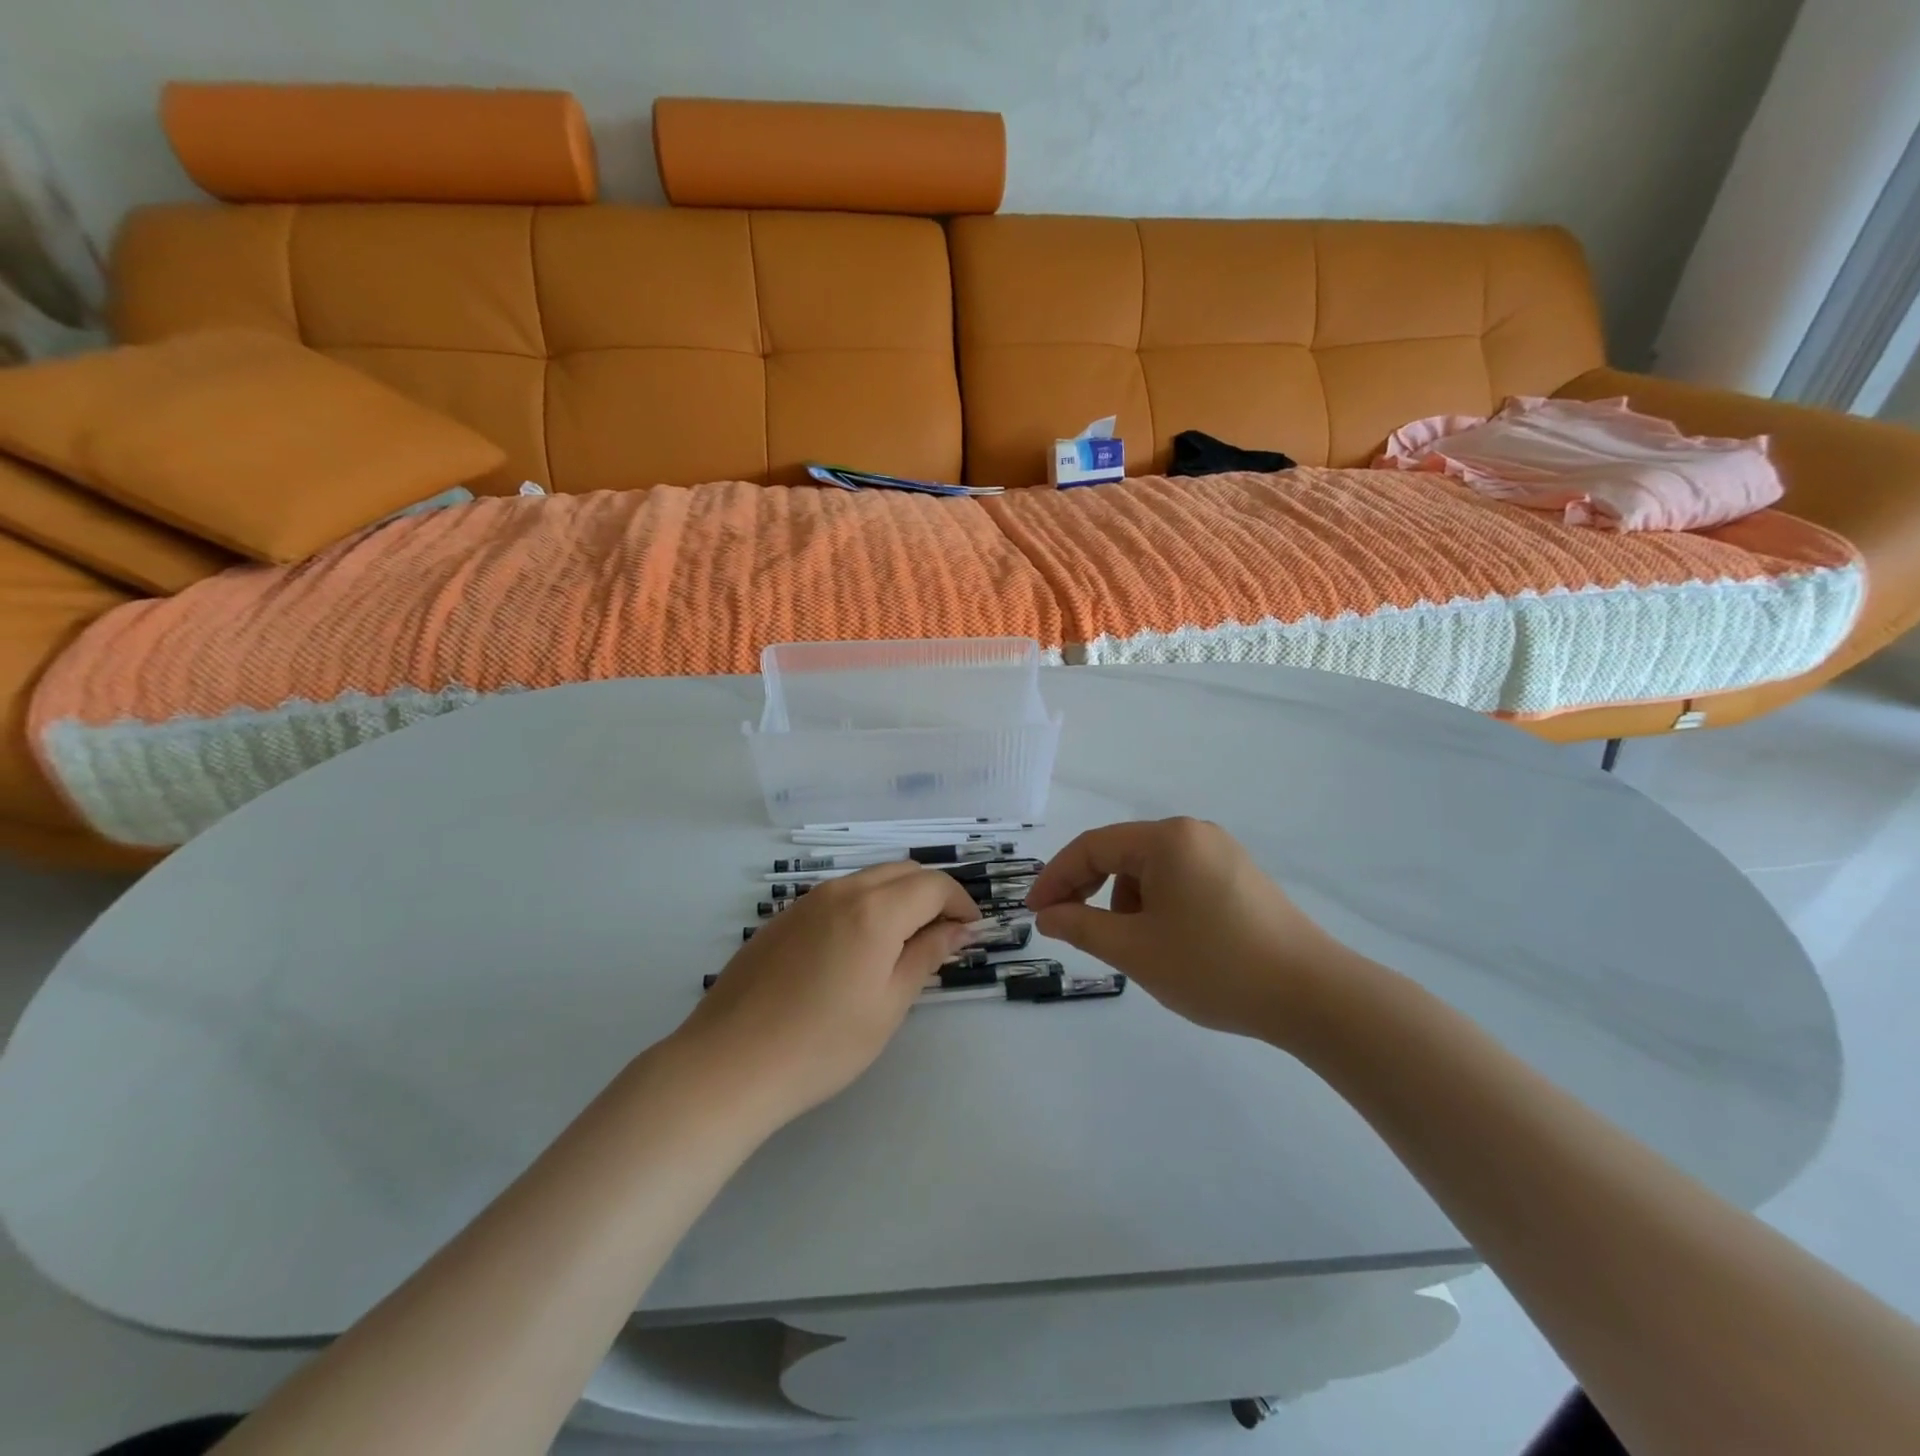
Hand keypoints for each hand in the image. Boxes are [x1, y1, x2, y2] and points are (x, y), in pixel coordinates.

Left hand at [676, 863, 979, 1126]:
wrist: (730, 1064)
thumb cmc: (822, 1044)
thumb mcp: (888, 1005)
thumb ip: (926, 956)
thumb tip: (958, 928)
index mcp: (875, 911)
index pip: (933, 885)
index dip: (960, 903)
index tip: (971, 930)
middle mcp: (842, 891)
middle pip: (902, 872)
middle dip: (931, 894)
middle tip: (943, 935)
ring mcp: (807, 901)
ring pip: (868, 879)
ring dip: (897, 897)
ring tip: (904, 942)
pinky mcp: (784, 917)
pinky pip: (838, 895)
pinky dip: (864, 905)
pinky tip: (857, 948)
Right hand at [1025, 818, 1345, 1038]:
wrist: (1313, 996)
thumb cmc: (1214, 967)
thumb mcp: (1136, 950)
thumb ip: (1082, 926)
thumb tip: (1047, 916)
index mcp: (1167, 839)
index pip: (1093, 847)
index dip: (1056, 878)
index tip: (1034, 913)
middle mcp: (1193, 833)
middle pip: (1122, 853)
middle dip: (1088, 889)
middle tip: (1067, 926)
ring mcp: (1222, 853)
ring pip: (1151, 870)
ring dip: (1125, 902)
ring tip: (1132, 947)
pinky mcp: (1240, 877)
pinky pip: (1180, 880)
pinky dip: (1157, 905)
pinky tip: (1168, 942)